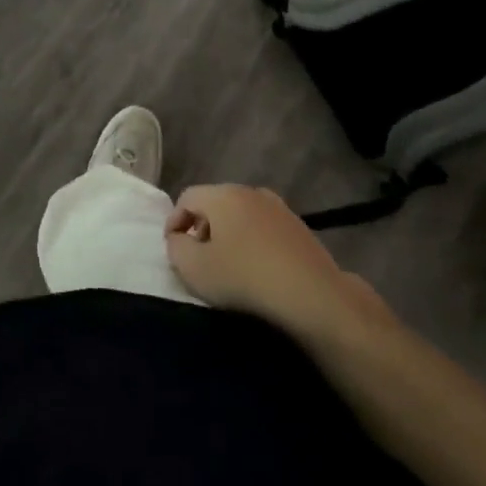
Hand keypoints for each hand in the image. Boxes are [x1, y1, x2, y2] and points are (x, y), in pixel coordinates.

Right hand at [165, 185, 385, 340]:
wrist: (312, 295)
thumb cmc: (245, 278)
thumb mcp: (195, 269)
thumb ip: (176, 248)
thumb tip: (179, 238)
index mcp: (222, 195)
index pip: (187, 197)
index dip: (174, 221)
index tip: (173, 248)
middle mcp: (250, 191)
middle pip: (215, 203)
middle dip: (201, 227)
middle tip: (199, 257)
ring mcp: (278, 207)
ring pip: (241, 214)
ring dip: (228, 234)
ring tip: (228, 265)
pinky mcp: (299, 226)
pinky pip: (263, 227)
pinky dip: (252, 241)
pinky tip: (256, 267)